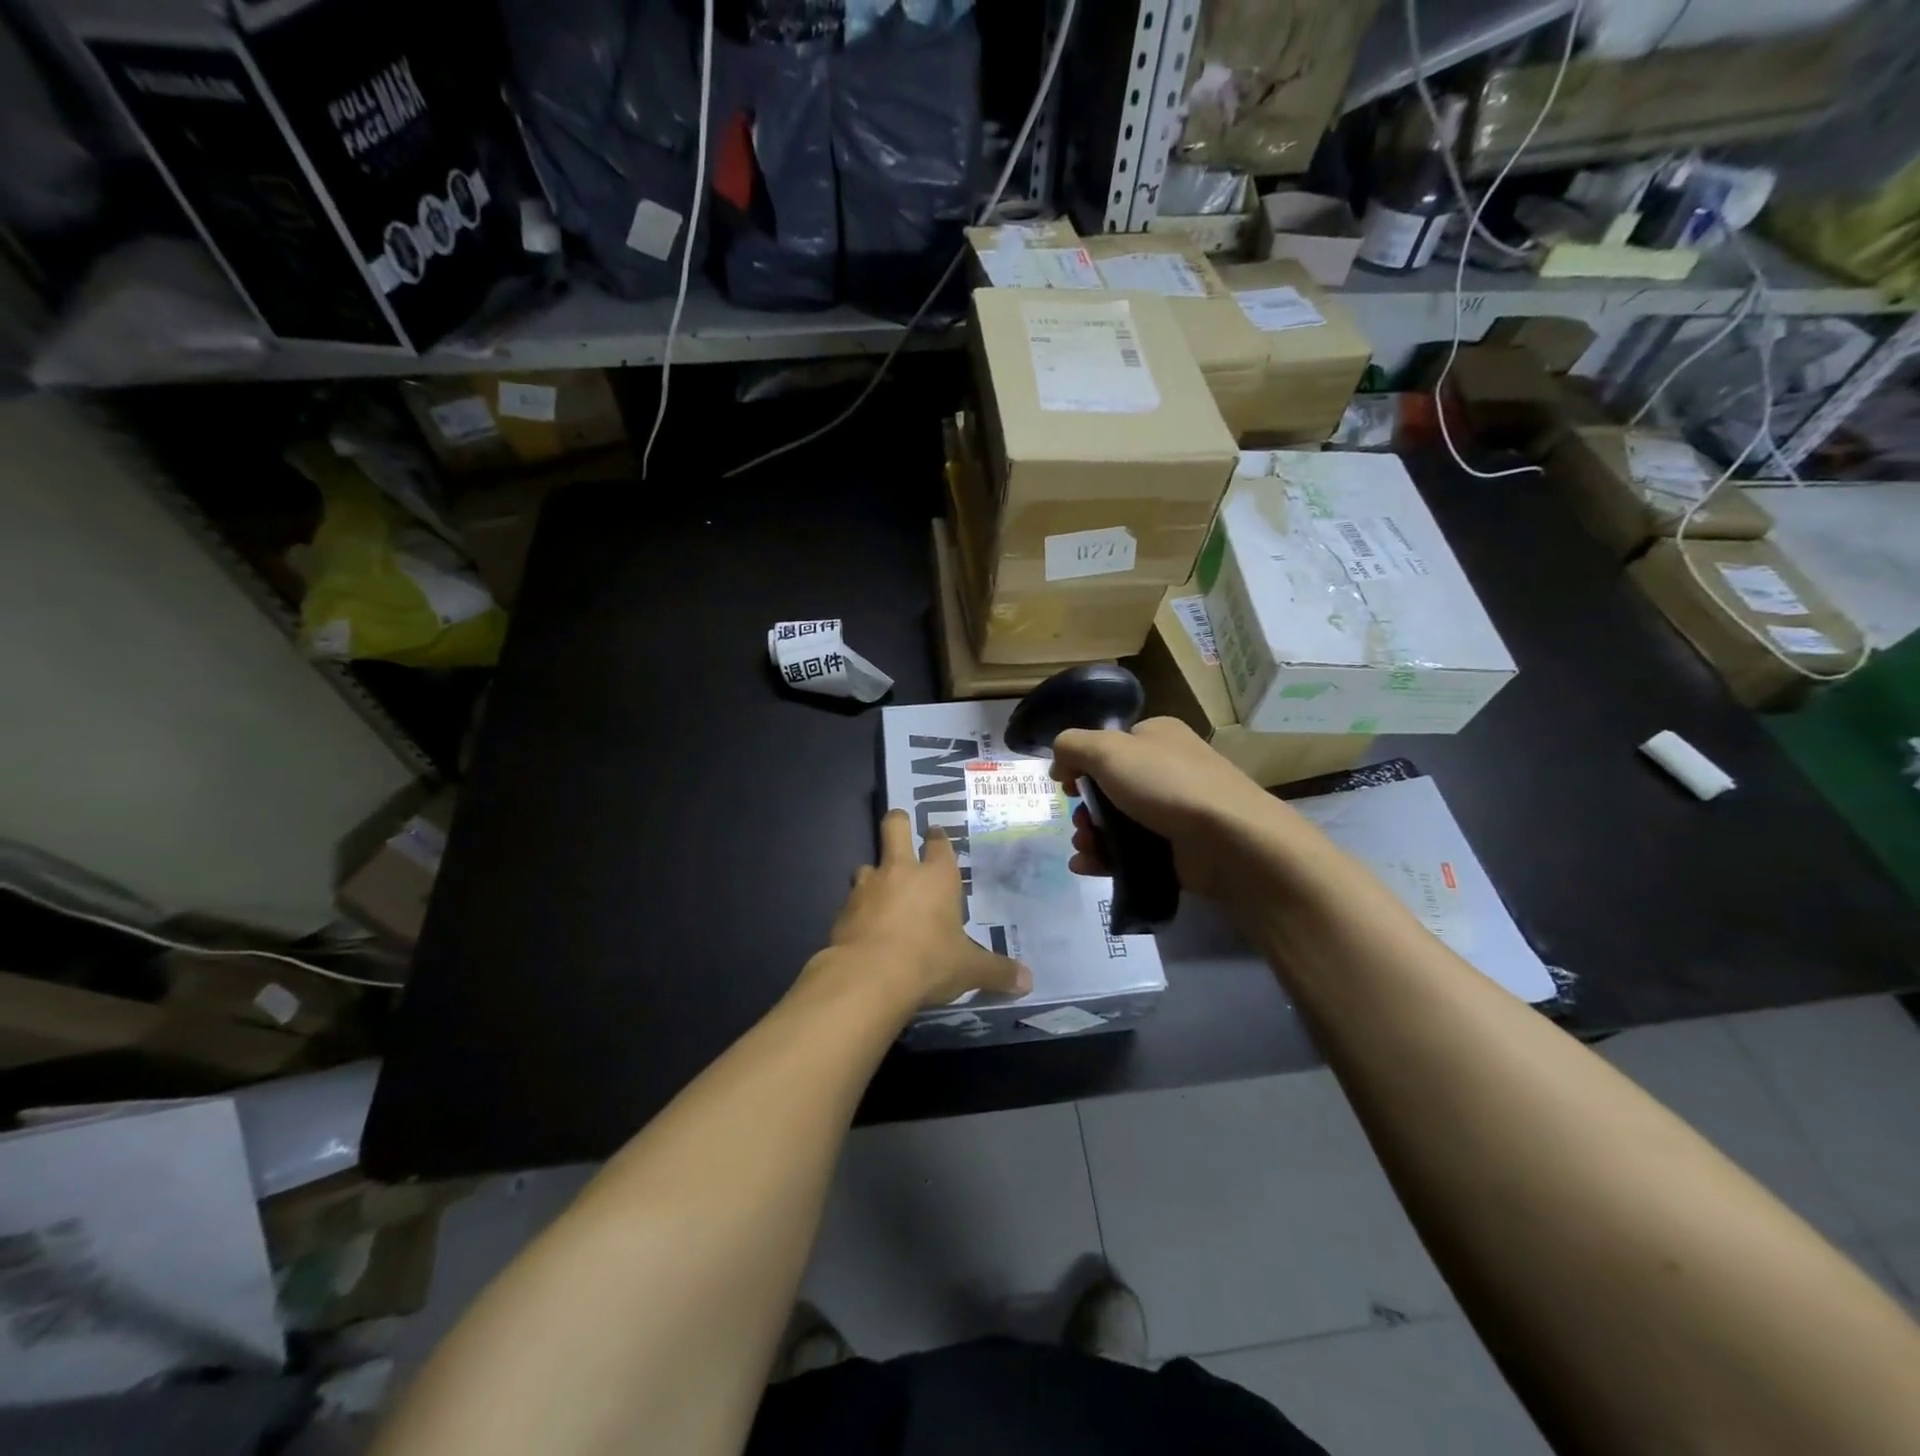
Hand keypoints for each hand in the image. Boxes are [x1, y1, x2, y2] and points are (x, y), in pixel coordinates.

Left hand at [823, 809, 1030, 1009]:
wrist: (869, 977)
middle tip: (900, 826)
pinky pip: (852, 899)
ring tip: (880, 890)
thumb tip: (1028, 982)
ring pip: (867, 864)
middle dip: (898, 822)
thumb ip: (997, 972)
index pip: (940, 844)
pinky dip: (858, 908)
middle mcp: (901, 871)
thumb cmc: (929, 962)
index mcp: (937, 877)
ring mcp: (868, 886)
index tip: (936, 833)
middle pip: (895, 827)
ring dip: (874, 874)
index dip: (938, 837)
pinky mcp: (844, 909)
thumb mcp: (969, 969)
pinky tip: (863, 926)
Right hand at [1050, 717, 1311, 902]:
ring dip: (1091, 835)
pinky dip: (1105, 859)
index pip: (1110, 745)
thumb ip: (1072, 746)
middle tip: (1078, 823)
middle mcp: (1167, 769)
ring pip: (1117, 822)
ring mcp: (1175, 811)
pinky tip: (1086, 866)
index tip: (1066, 785)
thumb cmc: (1166, 784)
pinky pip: (1131, 852)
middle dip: (1084, 808)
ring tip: (1083, 848)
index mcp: (1157, 736)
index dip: (1082, 764)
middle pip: (1110, 787)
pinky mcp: (1177, 850)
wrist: (1229, 840)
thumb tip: (1059, 763)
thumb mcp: (1107, 750)